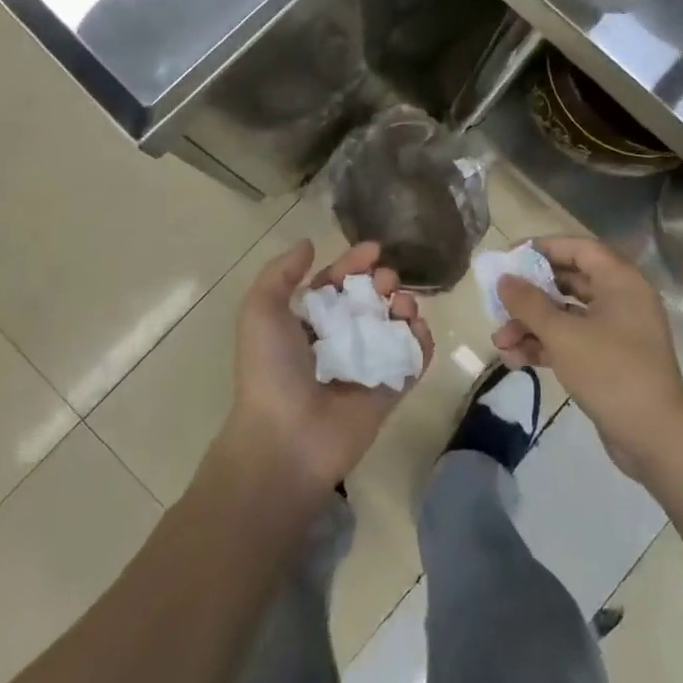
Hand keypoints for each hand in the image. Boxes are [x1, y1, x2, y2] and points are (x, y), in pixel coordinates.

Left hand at [222, 239, 433, 495]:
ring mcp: (366, 366)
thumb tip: (309, 244)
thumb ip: (281, 272)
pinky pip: (412, 360)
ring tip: (403, 305)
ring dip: (405, 307)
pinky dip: (421, 341)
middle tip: (387, 281)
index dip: (353, 264)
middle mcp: (338, 341)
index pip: (336, 284)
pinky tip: (418, 328)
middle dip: (382, 282)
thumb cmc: (272, 369)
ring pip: (394, 327)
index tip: (374, 249)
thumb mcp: (260, 310)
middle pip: (369, 301)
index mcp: (307, 323)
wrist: (287, 438)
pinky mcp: (390, 391)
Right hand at [493, 237, 682, 479]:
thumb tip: (505, 279)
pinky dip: (545, 346)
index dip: (543, 248)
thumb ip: (529, 303)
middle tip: (499, 300)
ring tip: (500, 342)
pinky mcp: (610, 360)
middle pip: (569, 282)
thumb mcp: (563, 335)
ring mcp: (616, 332)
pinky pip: (572, 341)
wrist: (655, 438)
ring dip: (531, 326)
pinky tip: (515, 360)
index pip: (579, 249)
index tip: (510, 258)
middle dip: (530, 295)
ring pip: (566, 316)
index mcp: (620, 282)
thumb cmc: (610, 371)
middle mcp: (621, 299)